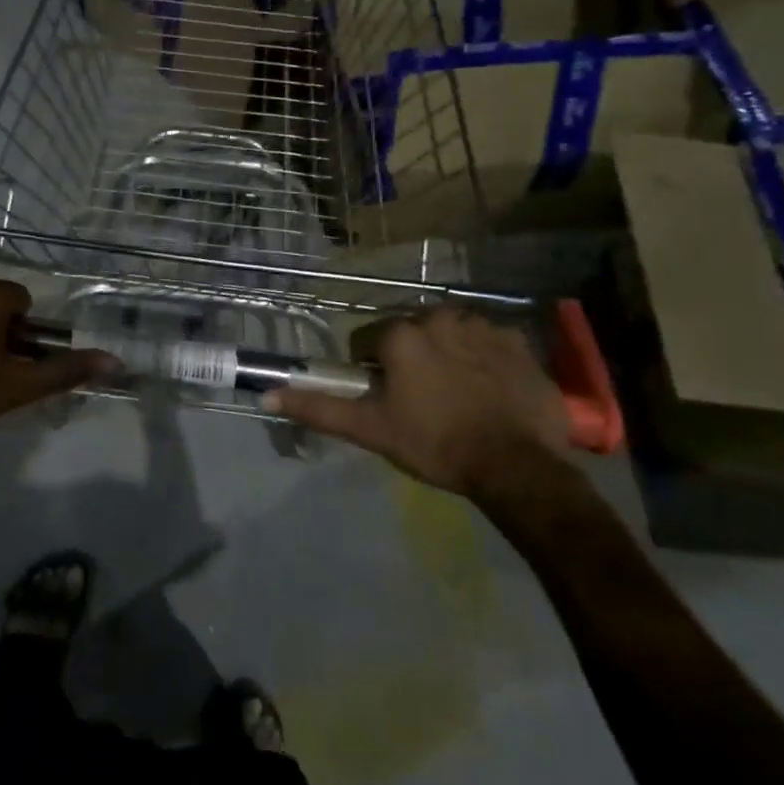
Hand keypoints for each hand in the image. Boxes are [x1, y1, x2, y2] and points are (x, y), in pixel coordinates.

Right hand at [267, 307, 572, 496]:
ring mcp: (482, 326)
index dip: (369, 368)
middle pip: (409, 331)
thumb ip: (318, 408)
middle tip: (418, 398)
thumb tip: (265, 396)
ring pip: (448, 333)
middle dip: (408, 356)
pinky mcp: (518, 342)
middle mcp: (439, 317)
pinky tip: (486, 389)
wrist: (518, 467)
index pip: (367, 339)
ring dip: (444, 353)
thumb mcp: (370, 429)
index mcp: (401, 334)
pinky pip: (487, 341)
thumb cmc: (435, 444)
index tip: (384, 397)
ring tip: (454, 393)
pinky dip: (481, 358)